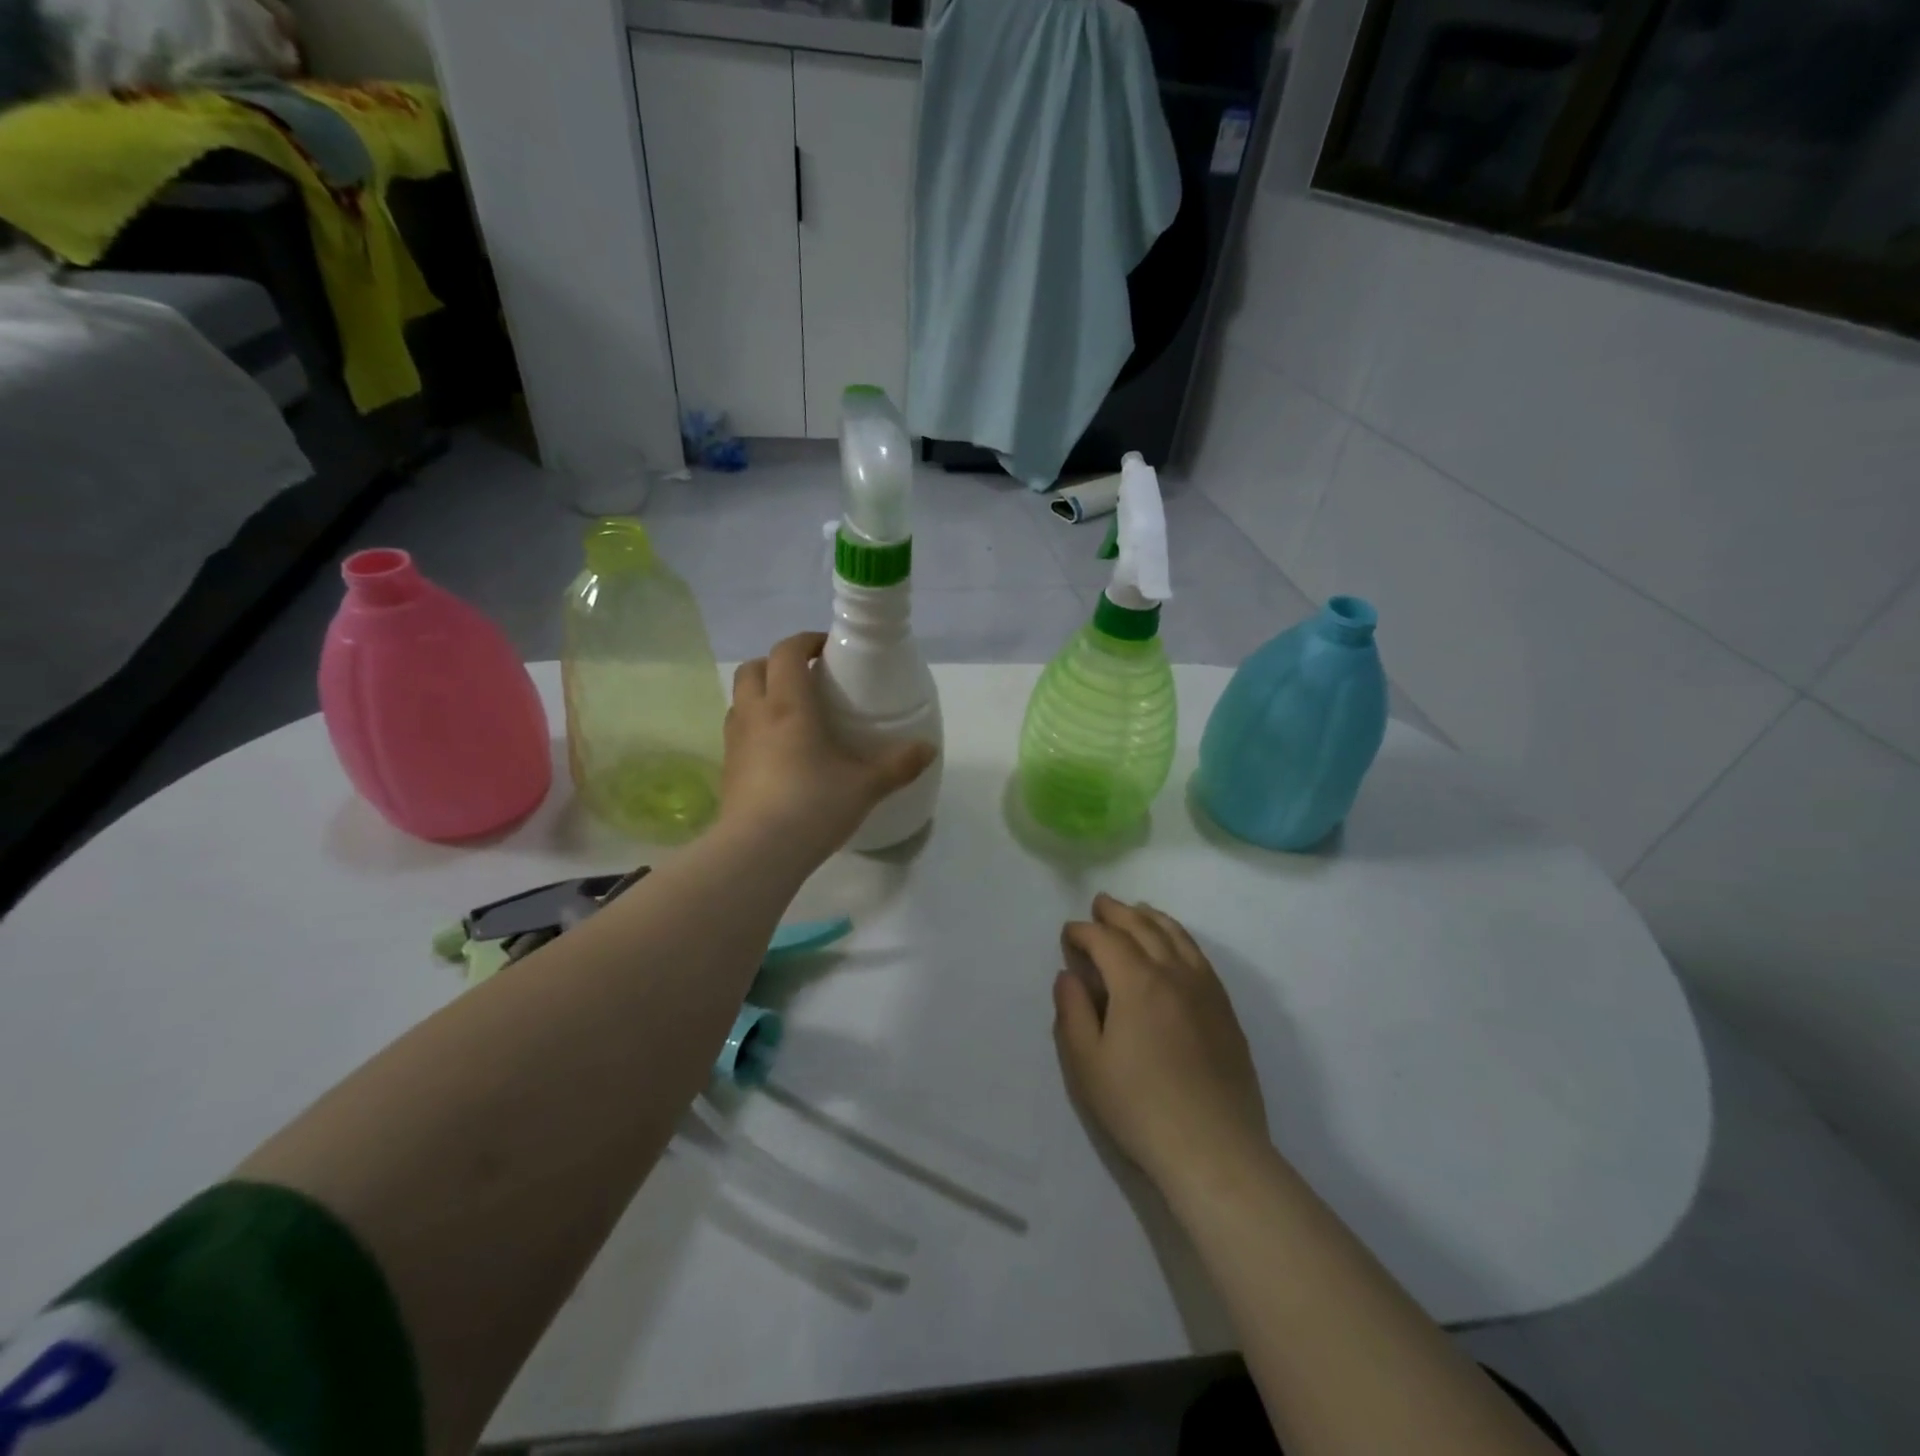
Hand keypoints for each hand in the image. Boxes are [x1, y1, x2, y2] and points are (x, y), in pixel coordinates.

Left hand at [721, 633, 936, 857]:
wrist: (758, 852)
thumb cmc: (813, 806)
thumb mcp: (866, 786)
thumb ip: (898, 765)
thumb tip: (928, 749)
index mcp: (788, 705)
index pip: (787, 652)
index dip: (806, 641)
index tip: (828, 649)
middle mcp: (755, 714)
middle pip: (754, 668)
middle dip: (778, 663)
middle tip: (807, 678)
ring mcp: (734, 742)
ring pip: (740, 699)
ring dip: (762, 694)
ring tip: (792, 713)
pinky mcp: (727, 769)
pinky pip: (738, 731)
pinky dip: (755, 726)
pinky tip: (778, 752)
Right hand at [1053, 895, 1271, 1193]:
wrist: (1215, 1149)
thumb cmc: (1140, 1107)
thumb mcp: (1088, 1064)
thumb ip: (1073, 1012)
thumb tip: (1069, 975)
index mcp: (1137, 982)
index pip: (1106, 940)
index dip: (1083, 932)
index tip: (1068, 934)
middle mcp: (1174, 973)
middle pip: (1143, 927)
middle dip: (1117, 912)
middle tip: (1099, 904)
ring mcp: (1206, 989)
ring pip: (1177, 936)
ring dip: (1152, 918)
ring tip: (1137, 911)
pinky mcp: (1226, 1010)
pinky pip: (1200, 957)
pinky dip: (1180, 938)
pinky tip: (1175, 947)